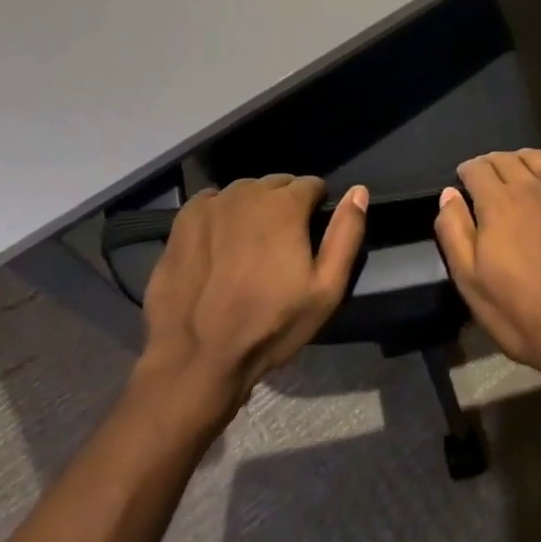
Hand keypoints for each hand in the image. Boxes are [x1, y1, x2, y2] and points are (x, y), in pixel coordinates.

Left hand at [140, 175, 366, 414]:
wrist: (197, 356)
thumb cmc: (270, 326)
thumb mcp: (326, 289)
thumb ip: (346, 234)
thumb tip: (358, 191)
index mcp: (284, 204)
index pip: (311, 185)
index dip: (316, 208)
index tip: (310, 236)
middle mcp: (247, 192)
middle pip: (276, 185)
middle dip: (284, 206)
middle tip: (281, 246)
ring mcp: (211, 204)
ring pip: (243, 193)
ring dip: (253, 209)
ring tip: (249, 247)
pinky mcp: (183, 220)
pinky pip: (212, 203)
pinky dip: (221, 215)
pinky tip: (218, 246)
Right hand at [434, 149, 540, 399]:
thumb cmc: (523, 315)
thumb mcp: (471, 283)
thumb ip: (454, 232)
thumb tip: (448, 194)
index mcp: (497, 205)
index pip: (476, 169)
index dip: (467, 171)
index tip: (464, 181)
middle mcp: (530, 187)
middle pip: (505, 159)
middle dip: (490, 164)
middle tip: (487, 179)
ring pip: (536, 157)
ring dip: (520, 159)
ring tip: (516, 172)